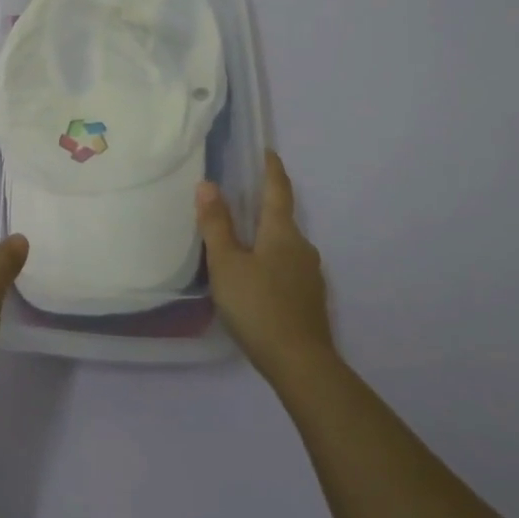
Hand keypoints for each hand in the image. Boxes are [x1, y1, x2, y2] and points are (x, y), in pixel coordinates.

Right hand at [197, 151, 335, 381]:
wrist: (302, 365)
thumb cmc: (259, 306)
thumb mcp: (227, 264)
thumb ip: (217, 225)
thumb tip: (208, 184)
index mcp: (282, 232)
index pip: (278, 190)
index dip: (272, 169)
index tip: (268, 152)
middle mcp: (302, 247)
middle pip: (282, 219)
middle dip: (263, 208)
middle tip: (240, 202)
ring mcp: (311, 276)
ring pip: (285, 247)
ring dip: (266, 239)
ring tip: (242, 245)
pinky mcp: (311, 301)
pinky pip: (288, 269)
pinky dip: (272, 264)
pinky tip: (257, 281)